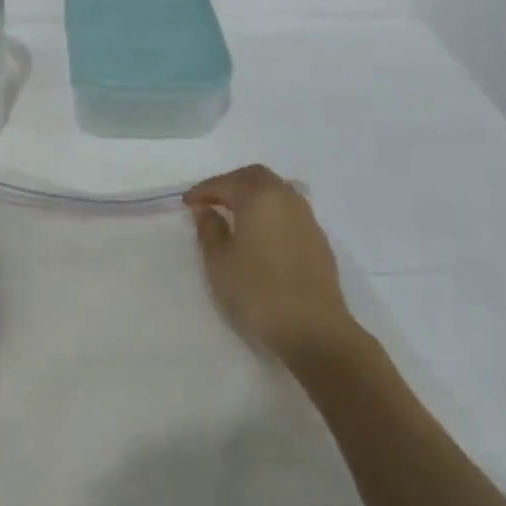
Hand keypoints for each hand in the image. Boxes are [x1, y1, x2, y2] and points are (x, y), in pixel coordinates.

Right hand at [186, 164, 355, 363]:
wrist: (313, 329)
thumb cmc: (257, 291)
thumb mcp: (219, 261)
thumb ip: (209, 229)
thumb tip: (206, 210)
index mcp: (259, 197)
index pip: (226, 183)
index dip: (203, 191)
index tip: (187, 203)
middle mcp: (286, 198)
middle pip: (256, 177)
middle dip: (231, 184)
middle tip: (211, 201)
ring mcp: (307, 218)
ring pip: (277, 191)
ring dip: (253, 196)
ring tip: (235, 215)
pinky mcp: (319, 240)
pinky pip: (289, 211)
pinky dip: (270, 212)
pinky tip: (261, 234)